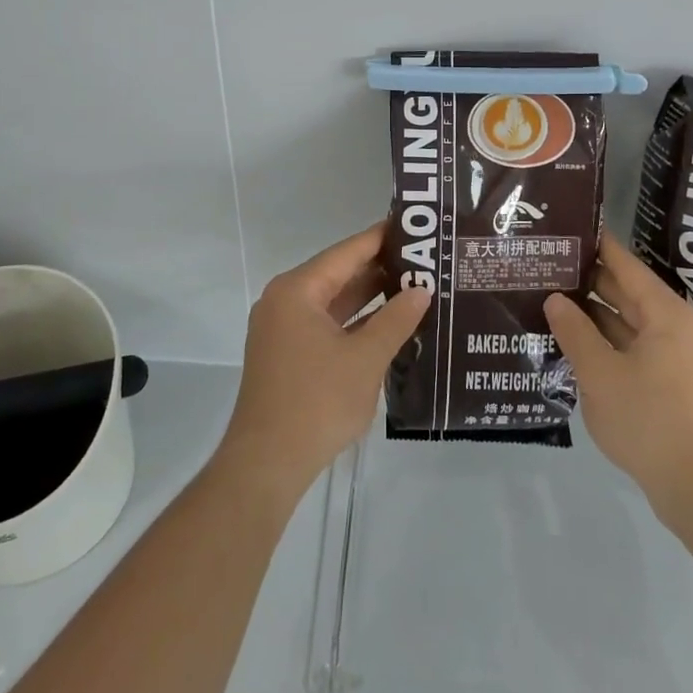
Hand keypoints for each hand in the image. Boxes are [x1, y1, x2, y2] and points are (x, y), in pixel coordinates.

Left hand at [217, 221, 430, 504]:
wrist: (267, 464)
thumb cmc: (317, 402)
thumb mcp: (366, 358)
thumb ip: (396, 320)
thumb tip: (422, 291)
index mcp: (297, 291)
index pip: (347, 252)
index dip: (381, 238)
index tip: (415, 228)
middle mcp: (285, 301)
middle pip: (339, 274)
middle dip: (381, 269)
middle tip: (426, 260)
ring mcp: (284, 330)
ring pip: (334, 302)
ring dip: (370, 298)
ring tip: (416, 288)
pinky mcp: (288, 355)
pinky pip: (327, 325)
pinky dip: (356, 323)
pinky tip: (390, 324)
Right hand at [544, 233, 692, 523]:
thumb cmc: (651, 421)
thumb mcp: (601, 374)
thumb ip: (575, 332)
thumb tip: (556, 299)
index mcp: (666, 314)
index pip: (627, 265)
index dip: (598, 246)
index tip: (569, 229)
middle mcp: (678, 329)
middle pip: (630, 293)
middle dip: (591, 281)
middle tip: (550, 267)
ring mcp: (681, 359)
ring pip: (632, 324)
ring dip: (598, 316)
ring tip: (555, 302)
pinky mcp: (678, 386)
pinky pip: (639, 349)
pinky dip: (610, 343)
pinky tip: (580, 346)